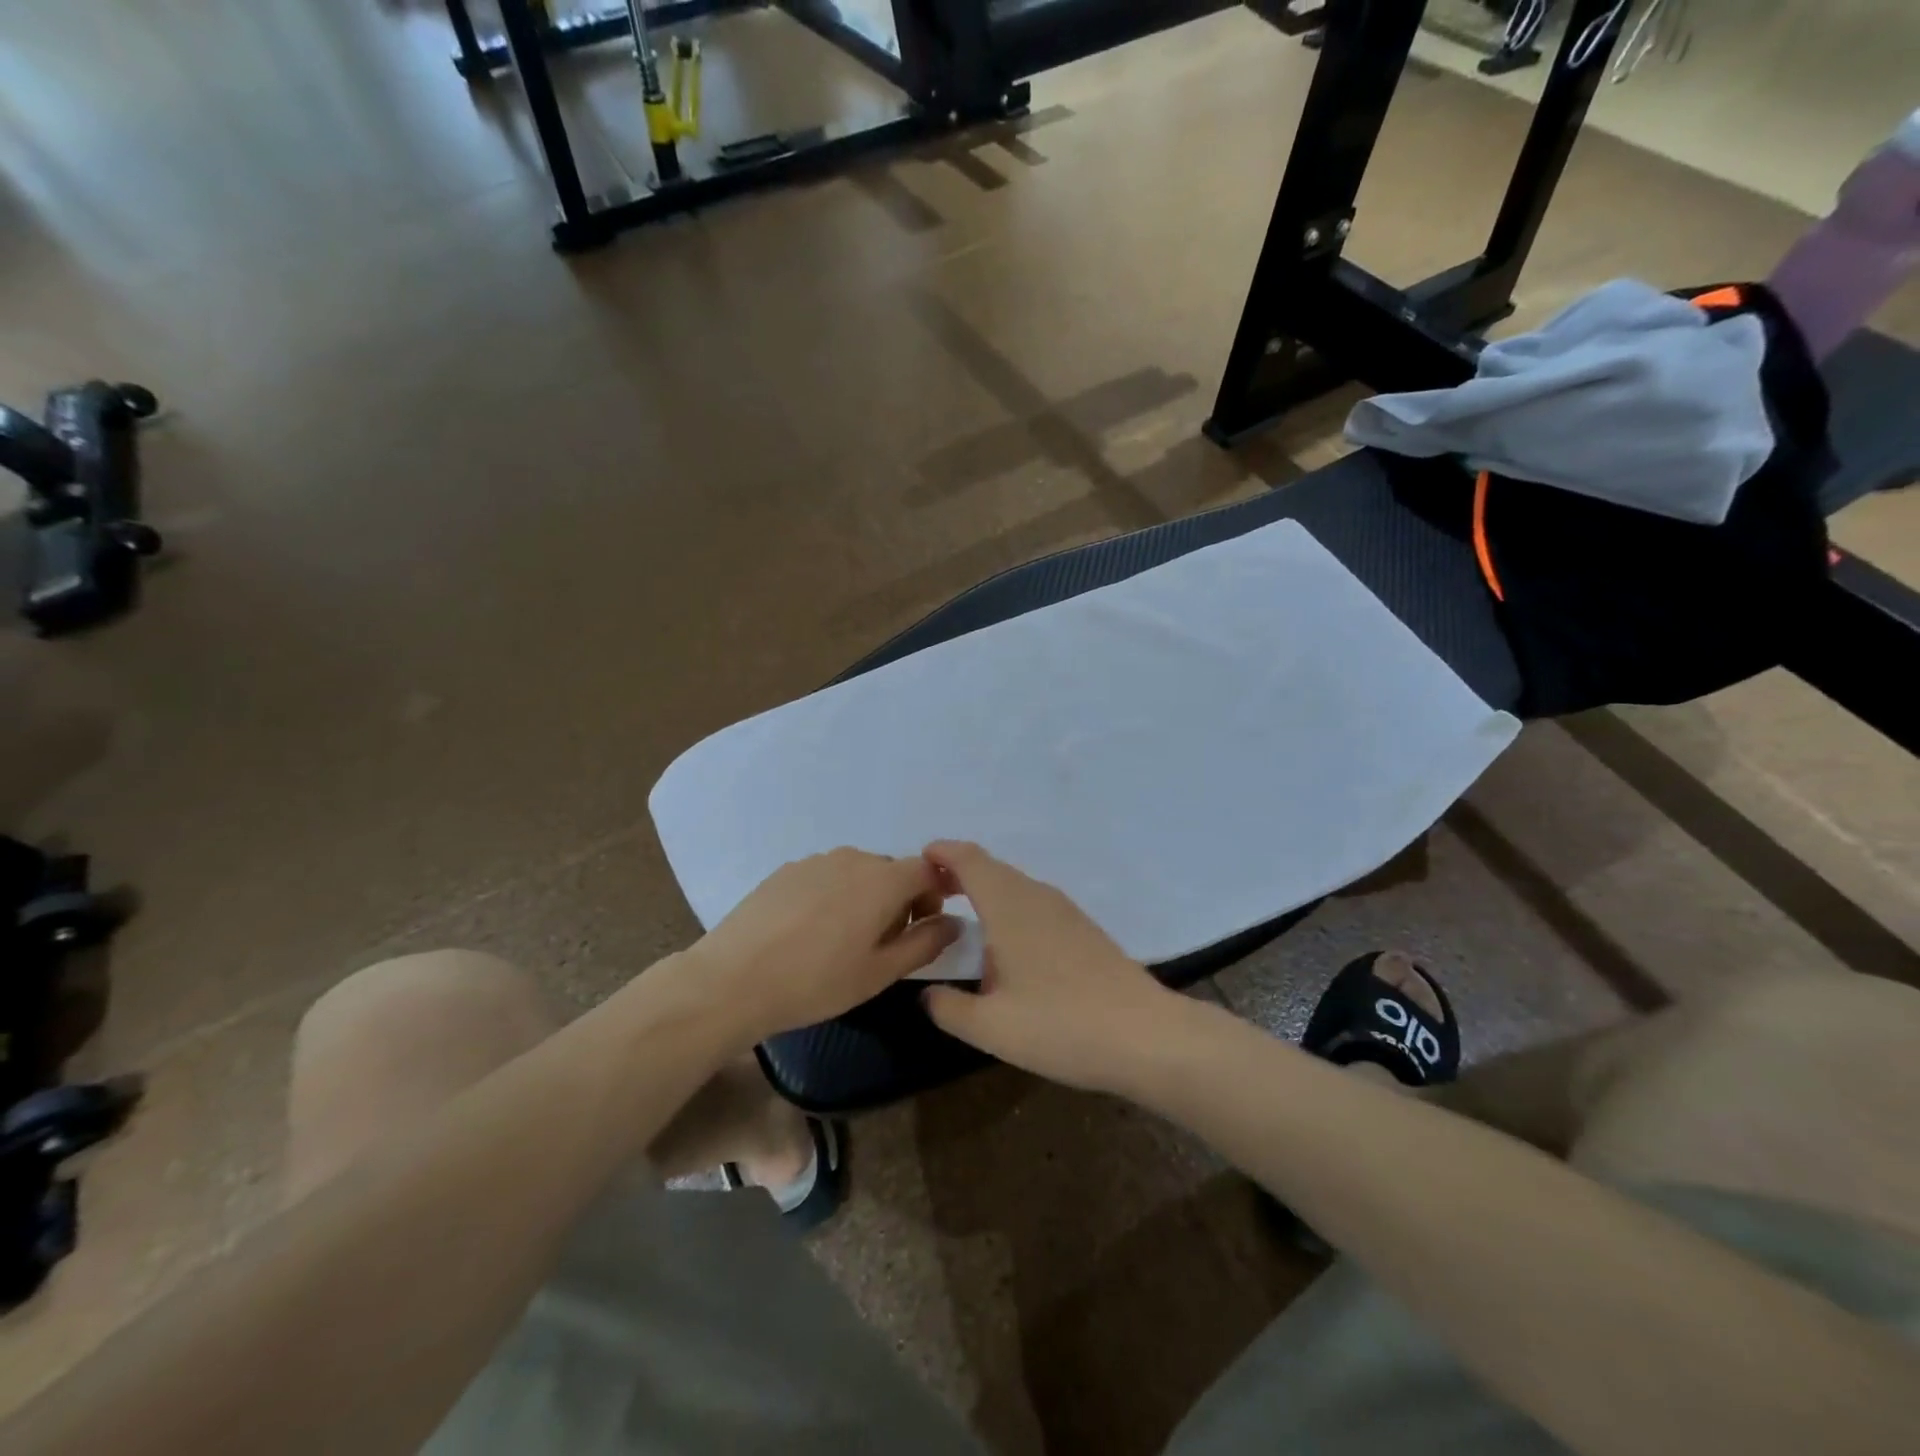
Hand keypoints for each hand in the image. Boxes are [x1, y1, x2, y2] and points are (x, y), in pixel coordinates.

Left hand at [684, 849, 959, 1044]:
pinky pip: (826, 876)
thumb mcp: (880, 972)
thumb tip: (954, 923)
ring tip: (845, 939)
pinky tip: (811, 931)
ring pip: (858, 873)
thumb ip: (925, 943)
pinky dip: (834, 895)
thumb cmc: (816, 982)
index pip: (928, 870)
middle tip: (886, 943)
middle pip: (892, 871)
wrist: (732, 980)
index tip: (927, 926)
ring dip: (866, 897)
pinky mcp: (786, 870)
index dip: (936, 894)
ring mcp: (815, 861)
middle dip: (901, 900)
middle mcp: (853, 858)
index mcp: (883, 880)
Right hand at [919, 841, 1177, 1091]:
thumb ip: (948, 1008)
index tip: (917, 864)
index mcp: (1008, 905)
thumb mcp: (991, 1027)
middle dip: (958, 873)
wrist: (1145, 1036)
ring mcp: (1064, 910)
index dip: (941, 853)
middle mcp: (1036, 896)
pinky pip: (1034, 902)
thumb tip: (926, 993)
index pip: (968, 859)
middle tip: (930, 895)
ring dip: (985, 890)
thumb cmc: (1060, 1025)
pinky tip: (1007, 944)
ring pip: (1014, 885)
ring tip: (963, 917)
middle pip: (991, 868)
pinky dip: (1009, 907)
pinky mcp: (1083, 928)